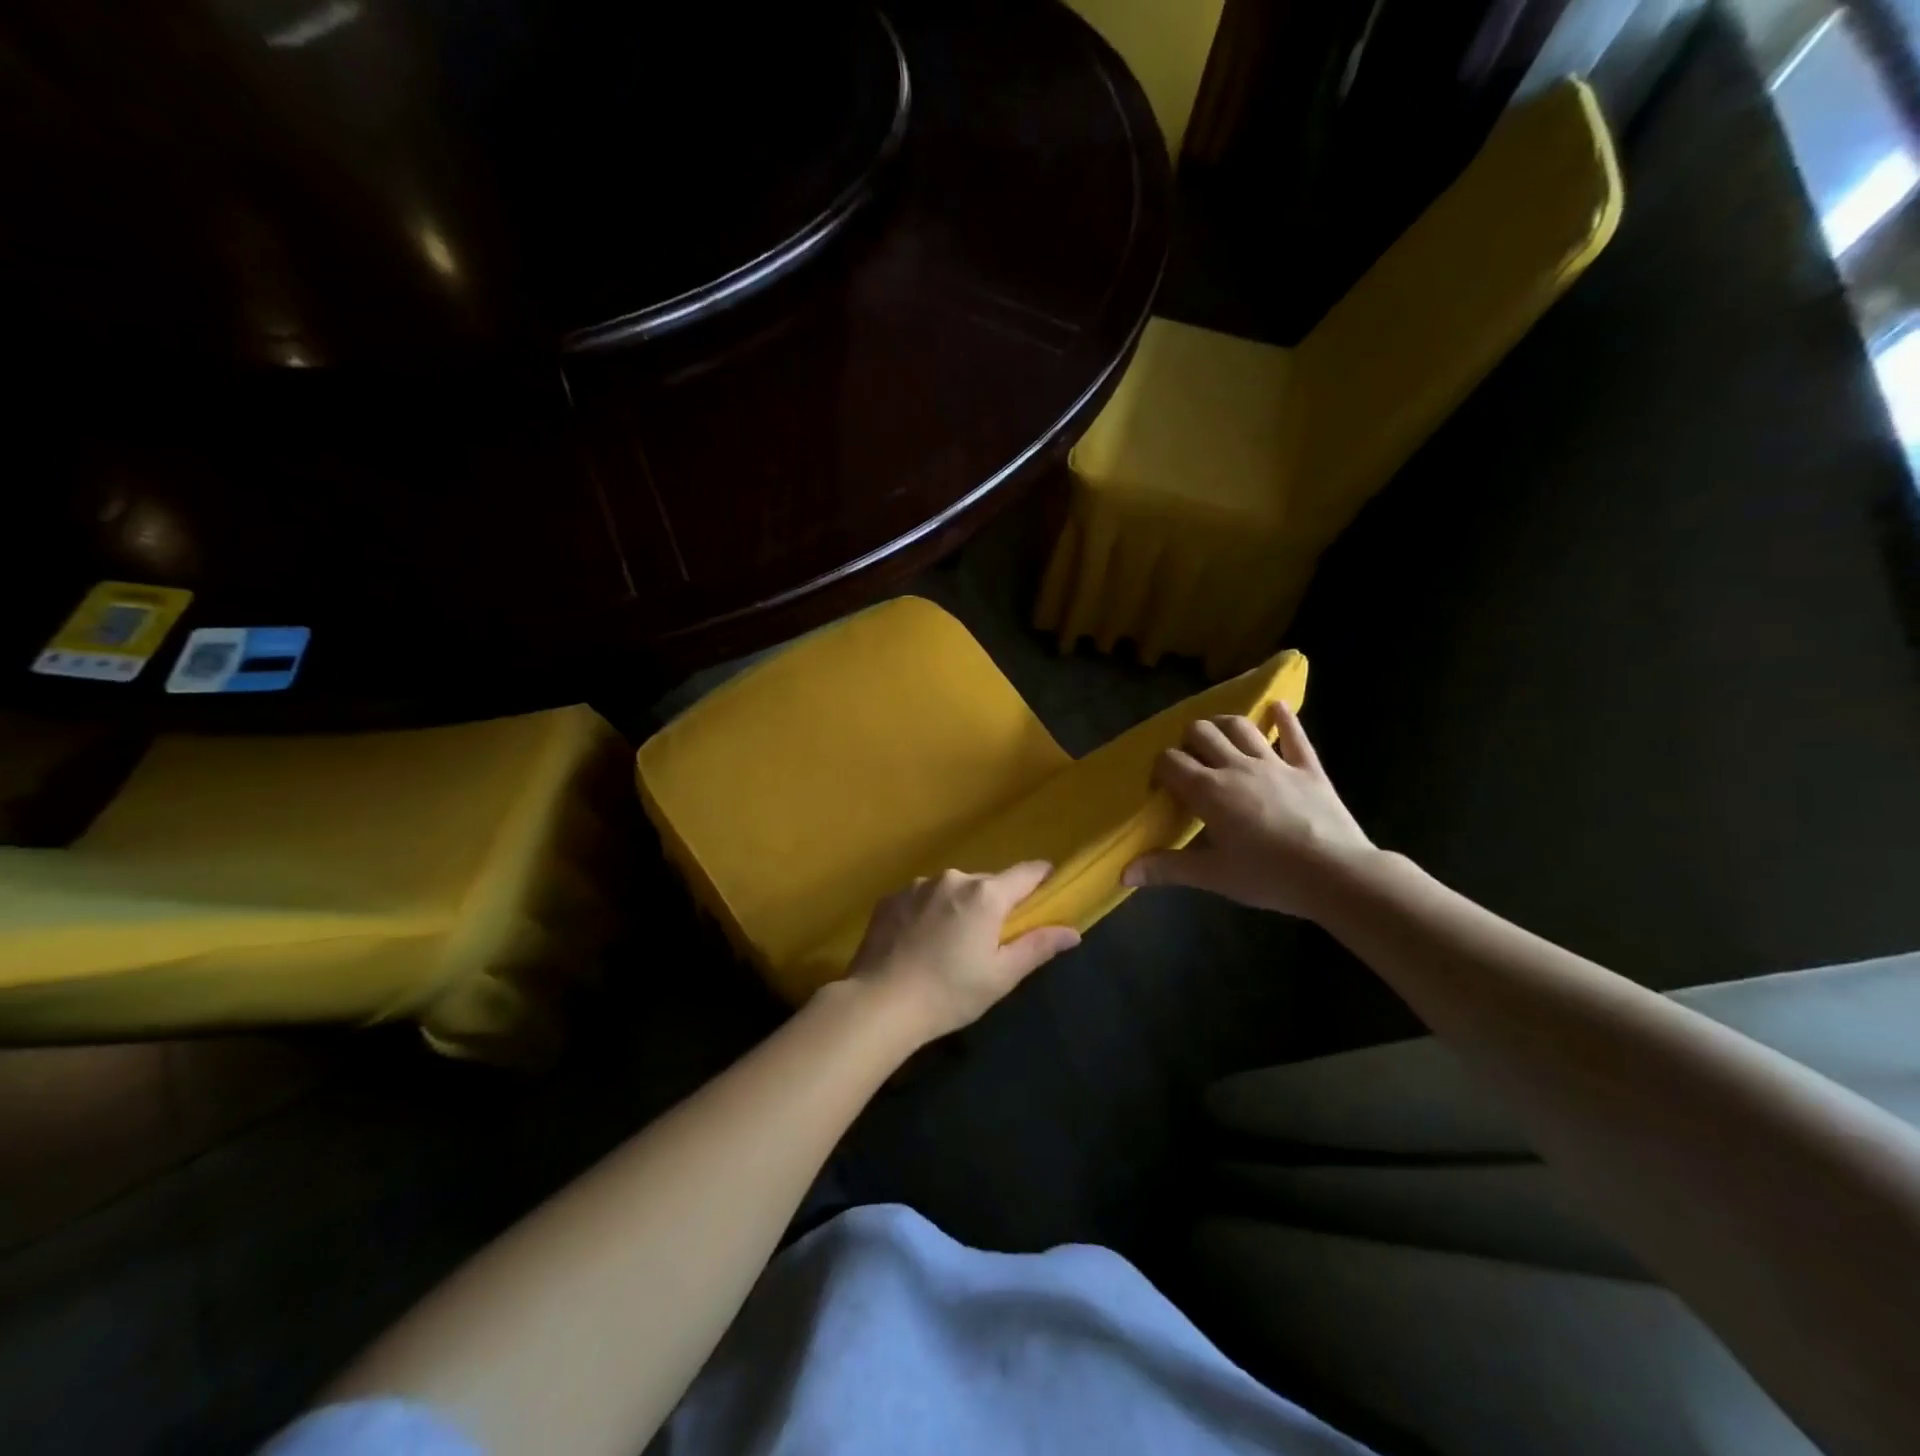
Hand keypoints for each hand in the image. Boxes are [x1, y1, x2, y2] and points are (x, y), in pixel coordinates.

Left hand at [847, 862, 1080, 1042]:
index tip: (1048, 890)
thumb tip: (1072, 931)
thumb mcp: (1001, 976)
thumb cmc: (949, 993)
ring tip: (949, 945)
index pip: (1026, 873)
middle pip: (987, 883)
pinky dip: (928, 913)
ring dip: (958, 908)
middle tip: (991, 940)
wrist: (879, 1003)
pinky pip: (922, 898)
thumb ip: (1038, 947)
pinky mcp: (890, 898)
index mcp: (985, 895)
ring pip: (952, 890)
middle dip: (995, 904)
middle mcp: (953, 879)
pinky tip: (919, 944)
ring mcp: (917, 885)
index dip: (1042, 879)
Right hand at [1121, 702, 1374, 918]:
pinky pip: (1295, 736)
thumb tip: (1124, 873)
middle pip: (1202, 732)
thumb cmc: (1269, 876)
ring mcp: (1275, 763)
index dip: (1160, 767)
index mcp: (1208, 790)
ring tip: (1219, 737)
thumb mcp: (1213, 876)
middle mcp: (1236, 766)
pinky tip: (1277, 708)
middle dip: (1188, 740)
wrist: (1337, 875)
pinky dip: (1284, 719)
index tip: (1160, 785)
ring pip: (1241, 727)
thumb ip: (1166, 869)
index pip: (1170, 761)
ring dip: (1224, 725)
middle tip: (1189, 761)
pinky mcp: (1308, 768)